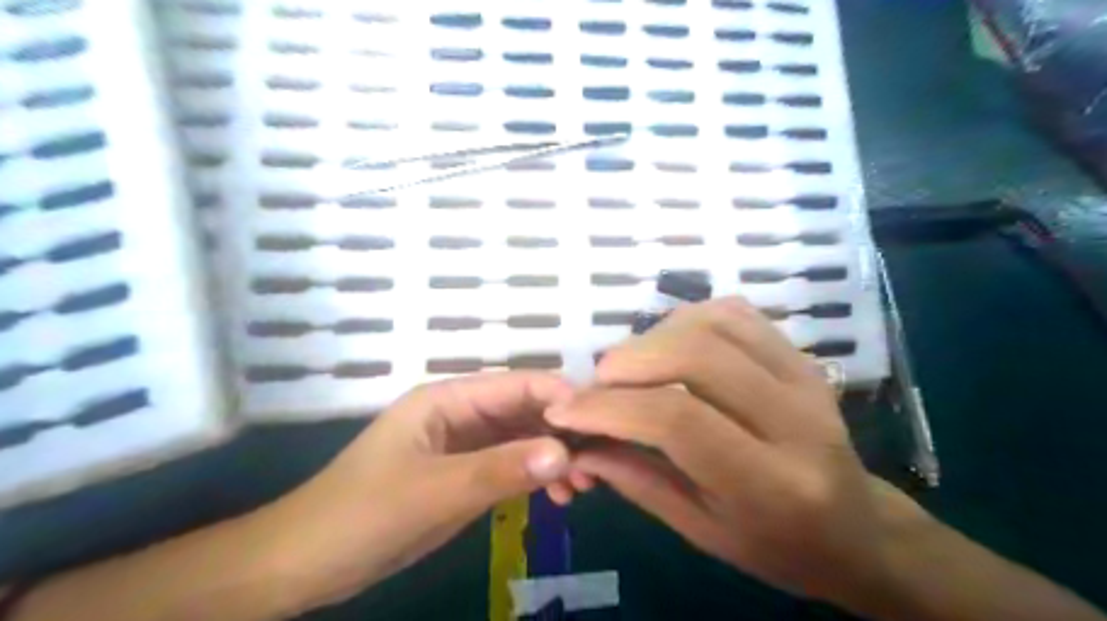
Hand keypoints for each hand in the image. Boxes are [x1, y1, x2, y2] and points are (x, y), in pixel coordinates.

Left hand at [254, 373, 575, 611]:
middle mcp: (460, 413)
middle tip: (597, 464)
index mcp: (446, 399)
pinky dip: (537, 476)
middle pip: (525, 410)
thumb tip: (564, 452)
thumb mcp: (432, 492)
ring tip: (583, 486)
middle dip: (563, 431)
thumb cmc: (360, 515)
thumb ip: (498, 470)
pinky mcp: (465, 474)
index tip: (600, 423)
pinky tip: (559, 495)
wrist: (306, 564)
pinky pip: (511, 465)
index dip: (559, 396)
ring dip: (554, 456)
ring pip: (523, 439)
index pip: (516, 384)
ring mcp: (464, 445)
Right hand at [549, 298, 892, 602]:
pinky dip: (688, 319)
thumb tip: (579, 443)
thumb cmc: (776, 545)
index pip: (677, 420)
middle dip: (628, 362)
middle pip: (696, 356)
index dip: (610, 408)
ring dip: (654, 336)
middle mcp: (795, 420)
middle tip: (597, 384)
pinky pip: (735, 314)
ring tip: (628, 367)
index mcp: (771, 483)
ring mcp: (805, 377)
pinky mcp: (801, 356)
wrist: (857, 529)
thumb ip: (636, 481)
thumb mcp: (701, 531)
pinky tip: (668, 344)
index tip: (566, 410)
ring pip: (713, 324)